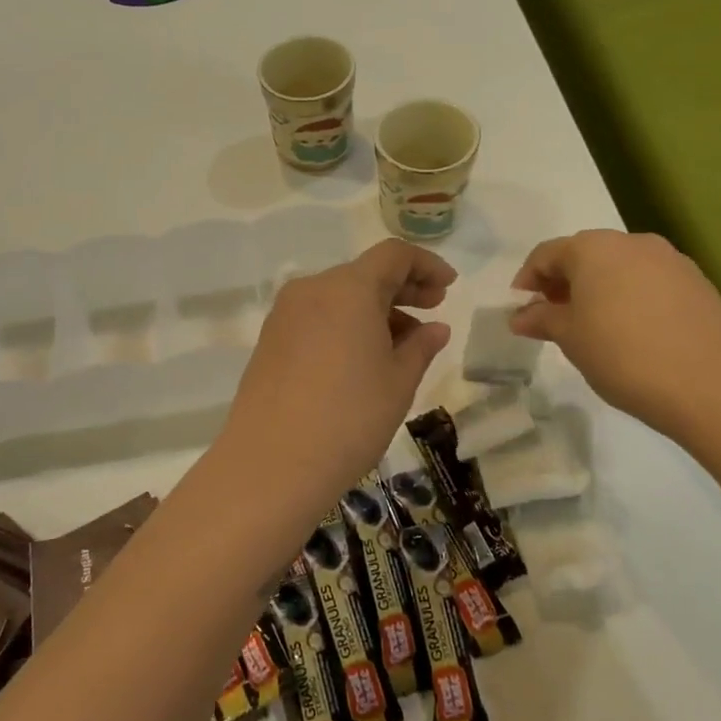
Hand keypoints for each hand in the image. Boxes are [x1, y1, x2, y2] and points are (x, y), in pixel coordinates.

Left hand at [217, 240, 455, 521]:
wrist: (271, 464)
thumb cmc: (349, 418)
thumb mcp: (398, 382)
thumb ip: (421, 346)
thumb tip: (435, 328)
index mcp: (348, 288)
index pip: (394, 255)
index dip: (427, 265)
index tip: (449, 287)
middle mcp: (312, 289)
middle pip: (365, 273)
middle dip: (403, 288)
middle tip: (434, 309)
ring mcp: (285, 314)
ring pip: (340, 297)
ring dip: (376, 310)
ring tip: (404, 345)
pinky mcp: (270, 340)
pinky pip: (318, 317)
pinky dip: (347, 325)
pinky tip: (364, 358)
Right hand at [511, 230, 720, 434]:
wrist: (705, 384)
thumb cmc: (621, 355)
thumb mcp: (570, 338)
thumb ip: (541, 319)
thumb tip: (520, 316)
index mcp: (594, 248)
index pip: (547, 254)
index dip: (528, 278)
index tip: (521, 306)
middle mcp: (632, 242)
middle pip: (586, 254)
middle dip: (564, 281)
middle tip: (554, 314)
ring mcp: (670, 259)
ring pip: (621, 266)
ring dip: (600, 287)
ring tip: (593, 323)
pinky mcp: (697, 281)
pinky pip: (651, 280)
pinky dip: (632, 295)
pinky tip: (633, 328)